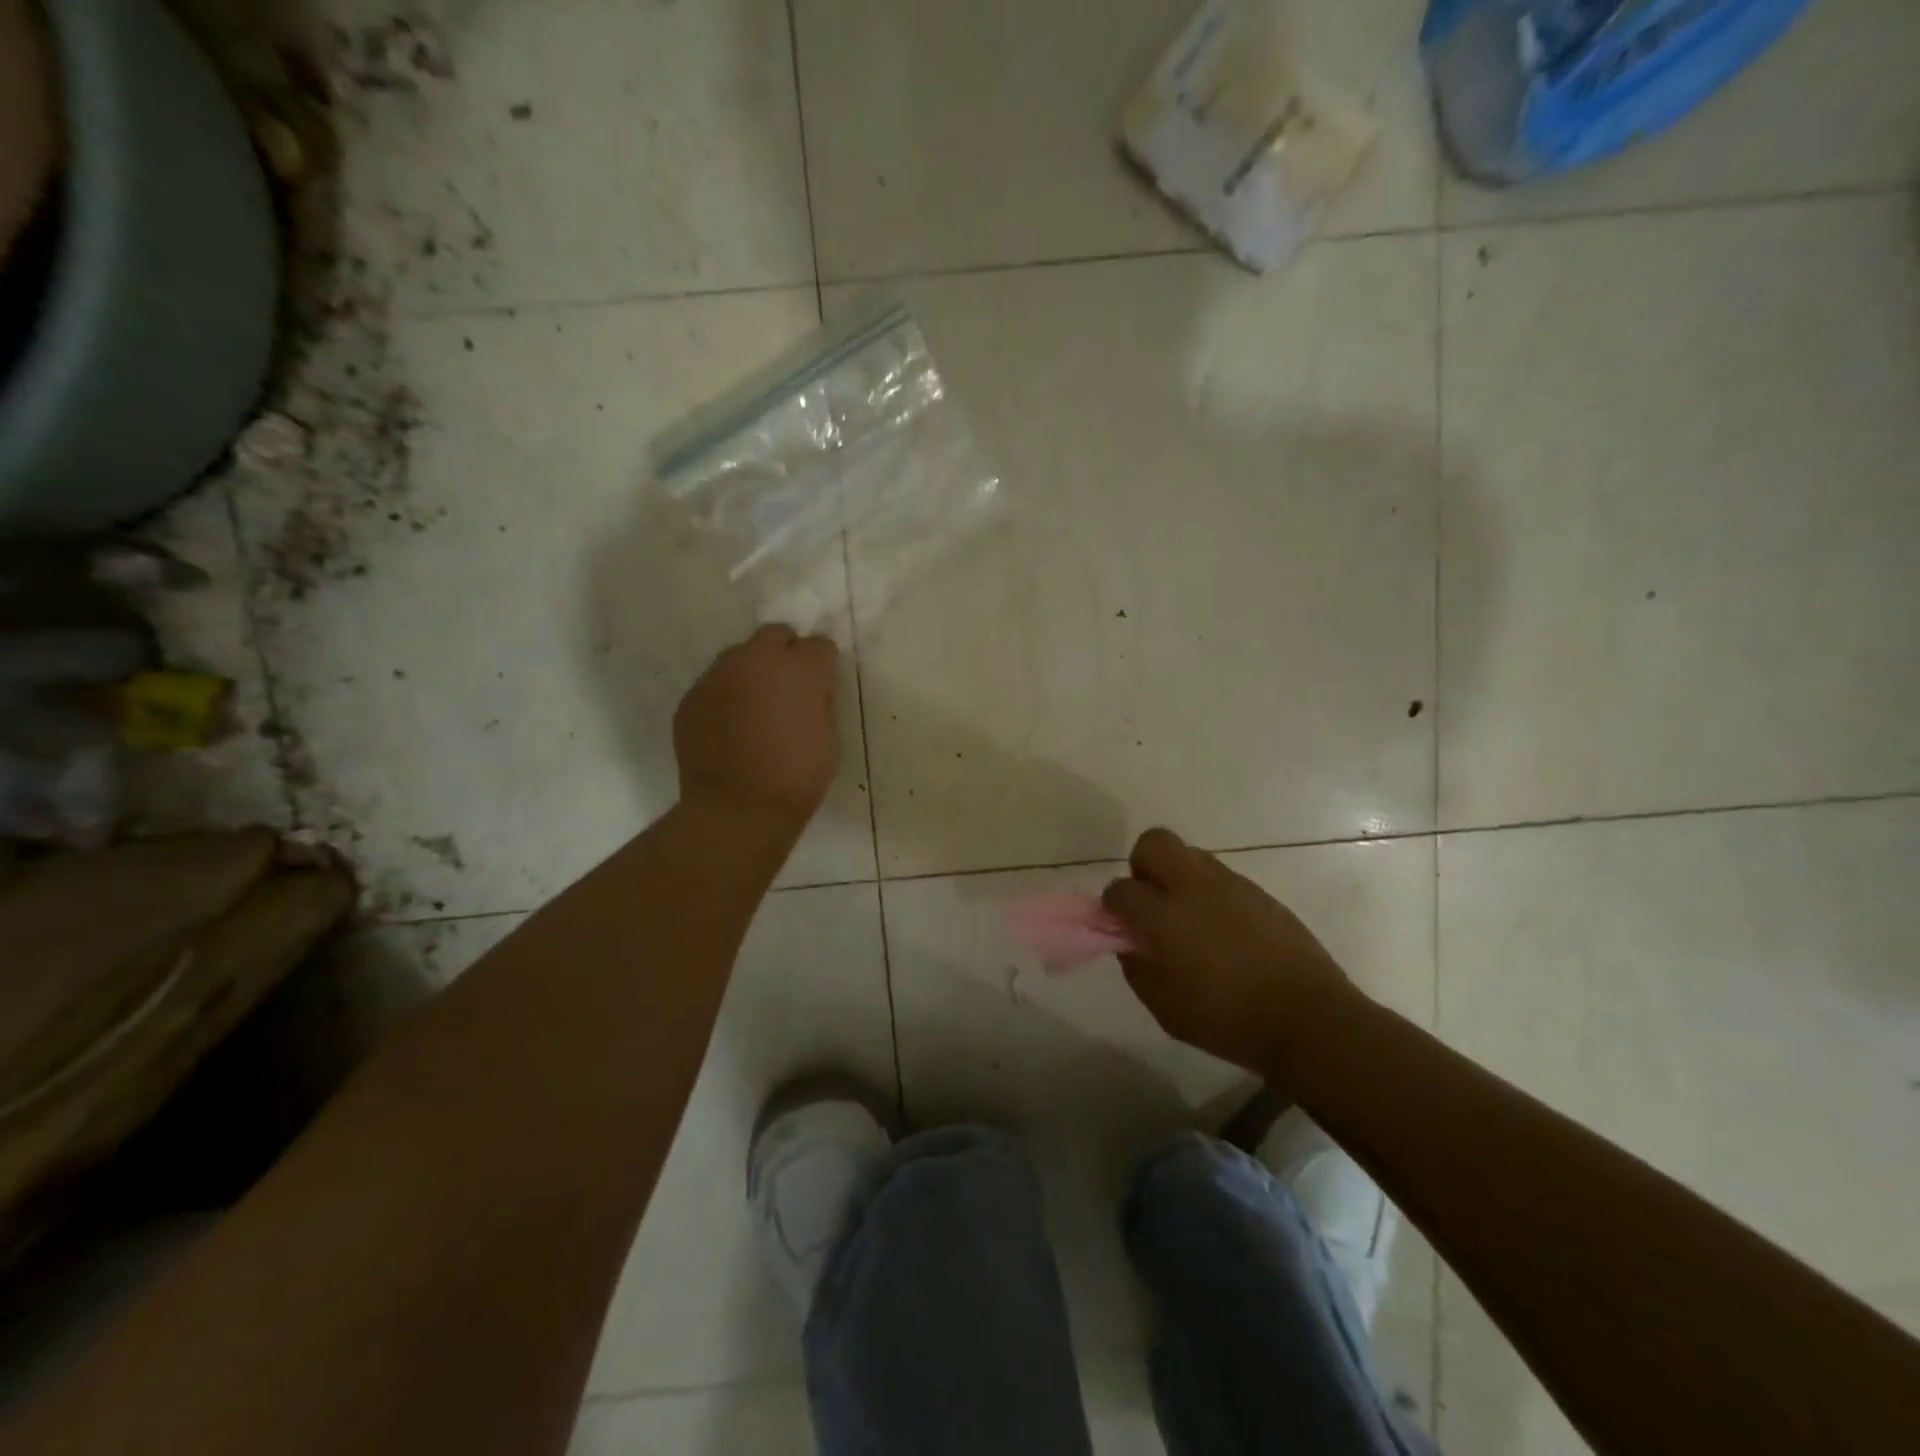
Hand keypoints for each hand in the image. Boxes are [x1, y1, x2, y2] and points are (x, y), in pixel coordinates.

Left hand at [674, 625, 838, 830]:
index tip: (821, 687)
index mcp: (800, 669)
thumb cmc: (797, 777)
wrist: (738, 809)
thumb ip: (818, 701)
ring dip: (751, 673)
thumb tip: (809, 691)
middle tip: (787, 688)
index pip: (819, 645)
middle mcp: (757, 659)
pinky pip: (714, 685)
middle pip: (774, 635)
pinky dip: (725, 698)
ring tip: (754, 709)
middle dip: (784, 653)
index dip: (822, 665)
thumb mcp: (827, 736)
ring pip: (738, 657)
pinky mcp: (691, 697)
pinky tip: (729, 728)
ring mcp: (718, 675)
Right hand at [1102, 828, 1358, 1075]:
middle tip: (1153, 906)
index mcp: (1163, 915)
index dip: (1115, 908)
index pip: (1119, 889)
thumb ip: (1137, 967)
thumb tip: (1131, 942)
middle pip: (1153, 843)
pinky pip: (1221, 878)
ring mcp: (1230, 884)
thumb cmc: (1226, 1019)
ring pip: (1189, 855)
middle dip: (1143, 868)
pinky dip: (1211, 895)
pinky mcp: (1259, 892)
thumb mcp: (1164, 1007)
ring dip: (1179, 878)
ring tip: (1190, 921)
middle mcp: (1192, 886)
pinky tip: (1223, 932)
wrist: (1308, 1018)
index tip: (1124, 929)